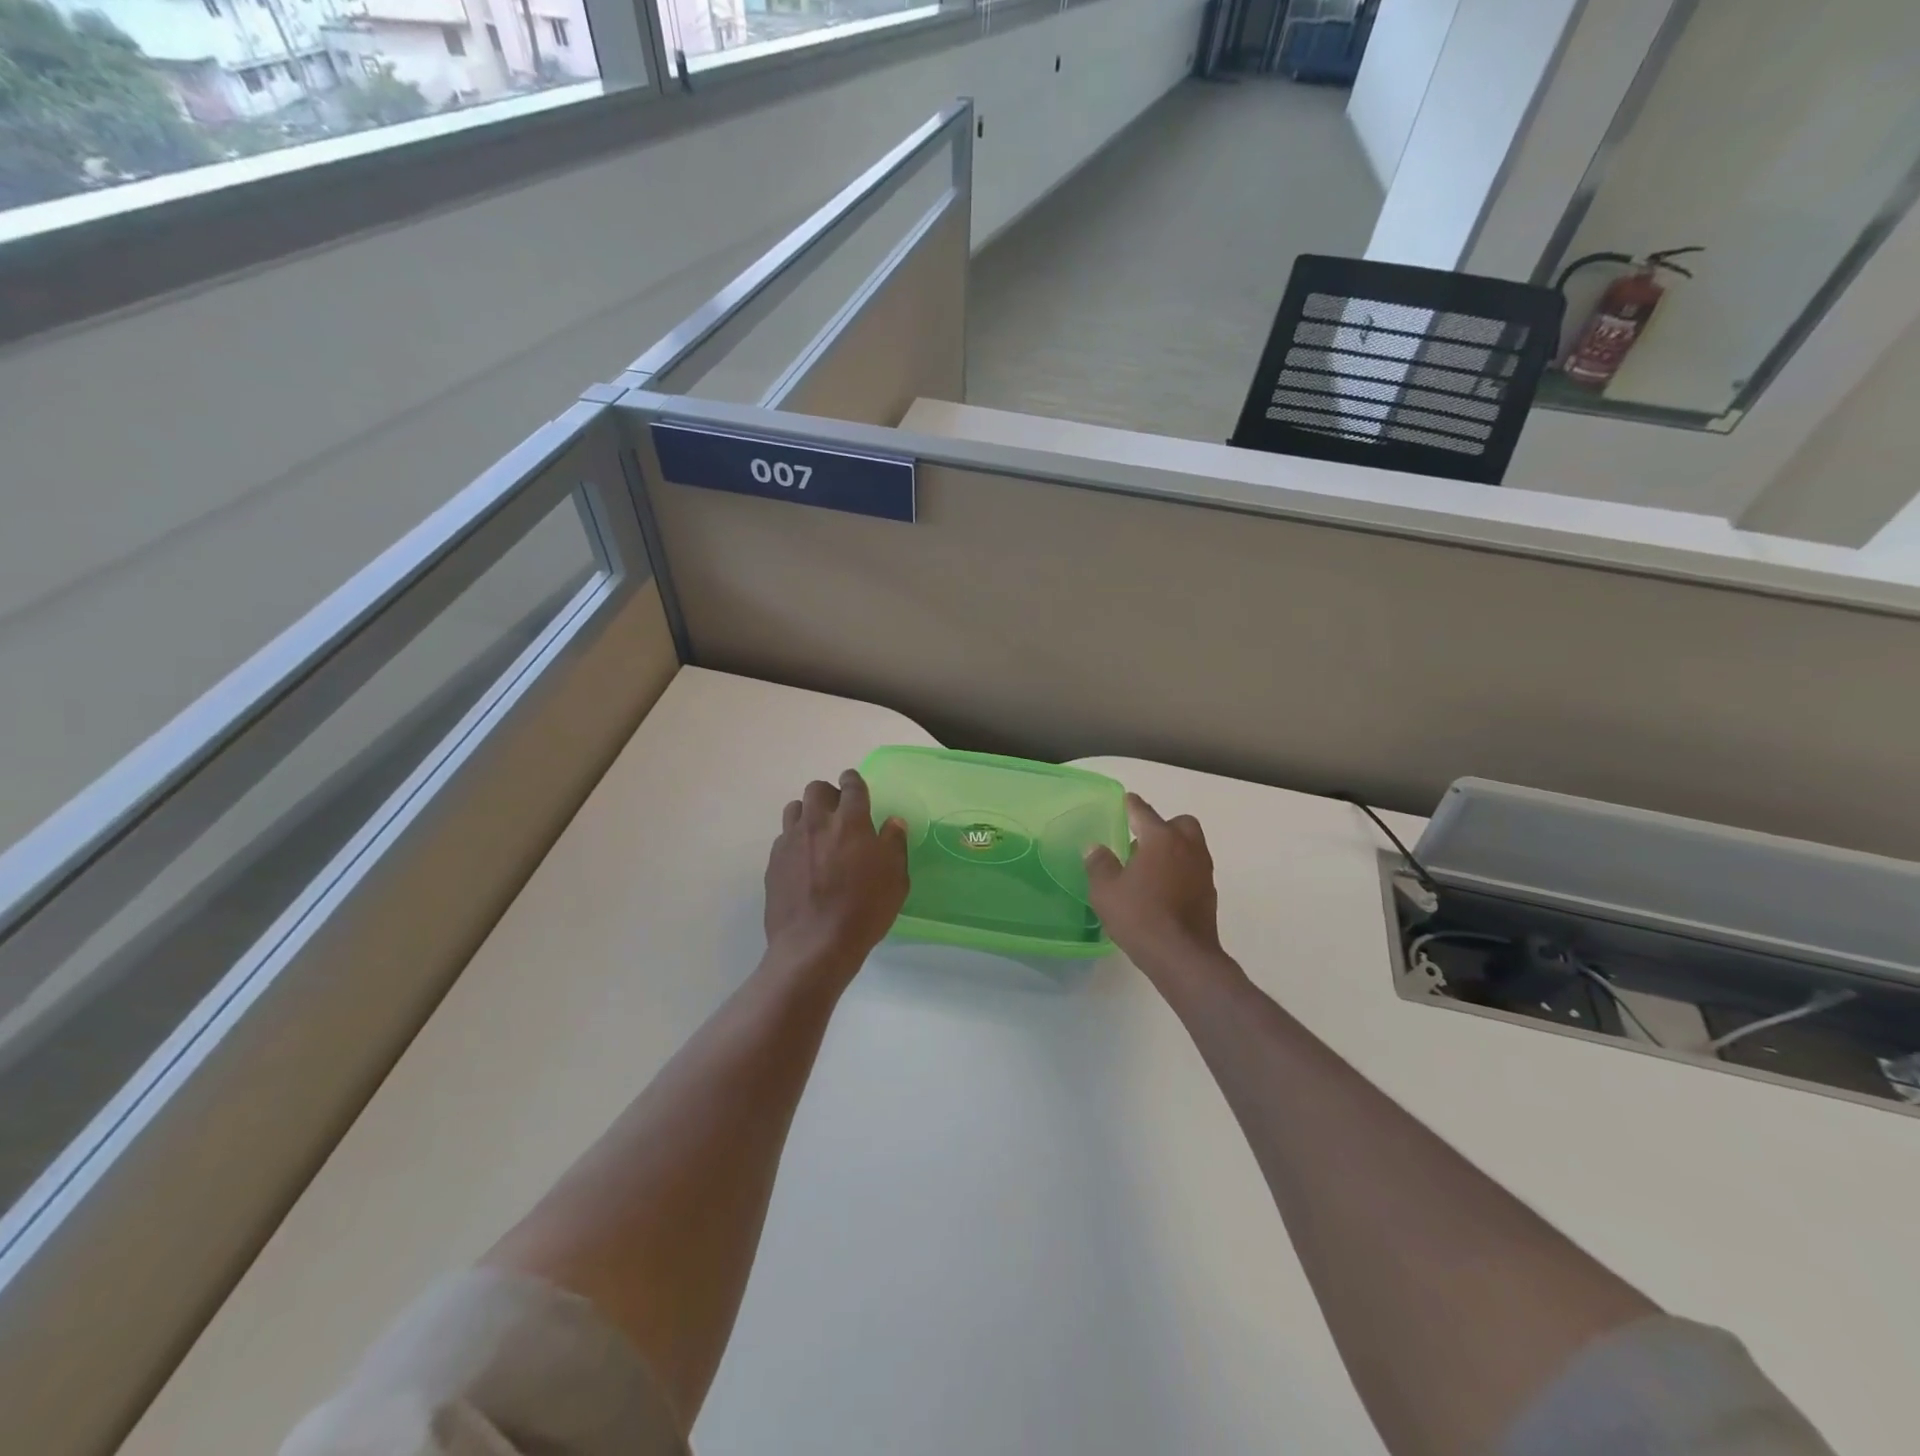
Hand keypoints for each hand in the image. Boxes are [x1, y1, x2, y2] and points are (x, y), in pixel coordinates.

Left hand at [764, 770, 908, 984]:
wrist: (814, 945)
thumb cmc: (864, 910)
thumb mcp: (895, 879)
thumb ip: (894, 844)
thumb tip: (893, 822)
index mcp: (851, 822)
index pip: (852, 786)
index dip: (853, 780)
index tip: (854, 782)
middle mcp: (817, 823)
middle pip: (816, 789)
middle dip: (829, 793)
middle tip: (839, 811)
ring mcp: (791, 842)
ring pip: (794, 809)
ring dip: (808, 813)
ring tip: (818, 832)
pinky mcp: (773, 863)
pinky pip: (783, 838)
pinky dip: (795, 840)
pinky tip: (804, 860)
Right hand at [1084, 793, 1231, 990]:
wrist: (1182, 956)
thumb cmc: (1140, 916)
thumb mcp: (1106, 891)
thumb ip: (1099, 865)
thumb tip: (1095, 848)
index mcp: (1161, 839)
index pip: (1144, 812)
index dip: (1132, 805)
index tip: (1127, 800)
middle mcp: (1187, 847)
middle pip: (1179, 824)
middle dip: (1163, 826)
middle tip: (1142, 842)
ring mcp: (1203, 870)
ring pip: (1191, 847)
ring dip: (1174, 849)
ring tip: (1150, 867)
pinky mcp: (1210, 893)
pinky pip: (1194, 870)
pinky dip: (1181, 871)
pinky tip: (1164, 889)